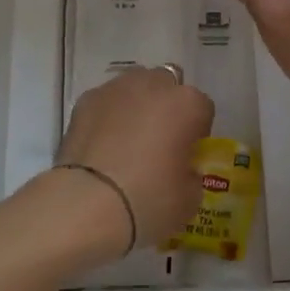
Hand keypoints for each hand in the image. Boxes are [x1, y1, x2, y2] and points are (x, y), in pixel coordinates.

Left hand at [48, 66, 211, 257]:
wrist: (87, 205)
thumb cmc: (148, 201)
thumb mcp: (189, 199)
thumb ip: (191, 174)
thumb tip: (181, 169)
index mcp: (187, 104)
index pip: (203, 108)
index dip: (197, 133)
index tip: (188, 155)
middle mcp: (153, 85)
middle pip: (168, 87)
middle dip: (166, 108)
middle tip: (158, 143)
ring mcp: (116, 88)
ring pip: (134, 88)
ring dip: (136, 106)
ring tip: (126, 142)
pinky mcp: (86, 100)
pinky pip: (106, 102)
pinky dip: (107, 116)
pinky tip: (101, 146)